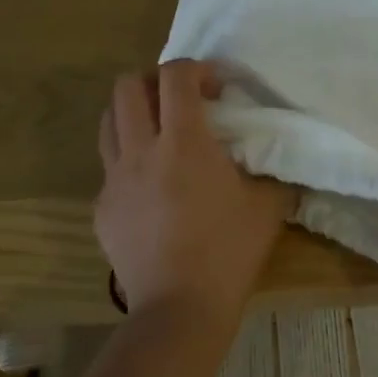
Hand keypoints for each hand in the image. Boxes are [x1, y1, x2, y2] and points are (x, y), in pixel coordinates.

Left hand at [96, 59, 295, 324]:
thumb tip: (275, 158)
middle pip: (127, 87)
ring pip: (108, 122)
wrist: (180, 308)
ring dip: (133, 114)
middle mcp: (141, 151)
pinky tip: (151, 187)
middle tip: (180, 101)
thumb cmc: (228, 252)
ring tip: (159, 133)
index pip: (175, 76)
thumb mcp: (268, 207)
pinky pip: (109, 168)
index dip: (195, 69)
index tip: (216, 86)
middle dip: (154, 81)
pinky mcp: (102, 209)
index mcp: (183, 143)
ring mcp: (115, 180)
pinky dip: (128, 160)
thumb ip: (271, 172)